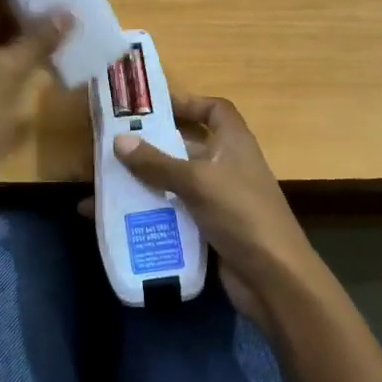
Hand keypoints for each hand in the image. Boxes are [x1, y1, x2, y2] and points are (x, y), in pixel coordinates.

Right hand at [104, 95, 330, 328]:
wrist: (273, 278)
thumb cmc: (241, 214)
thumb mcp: (197, 182)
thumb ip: (157, 163)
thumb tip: (119, 141)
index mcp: (234, 144)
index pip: (215, 110)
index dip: (189, 103)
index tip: (155, 108)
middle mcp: (228, 166)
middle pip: (188, 147)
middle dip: (154, 147)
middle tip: (115, 147)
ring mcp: (220, 200)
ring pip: (177, 183)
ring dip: (147, 183)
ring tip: (108, 183)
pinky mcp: (210, 229)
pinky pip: (176, 214)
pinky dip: (153, 213)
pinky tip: (121, 218)